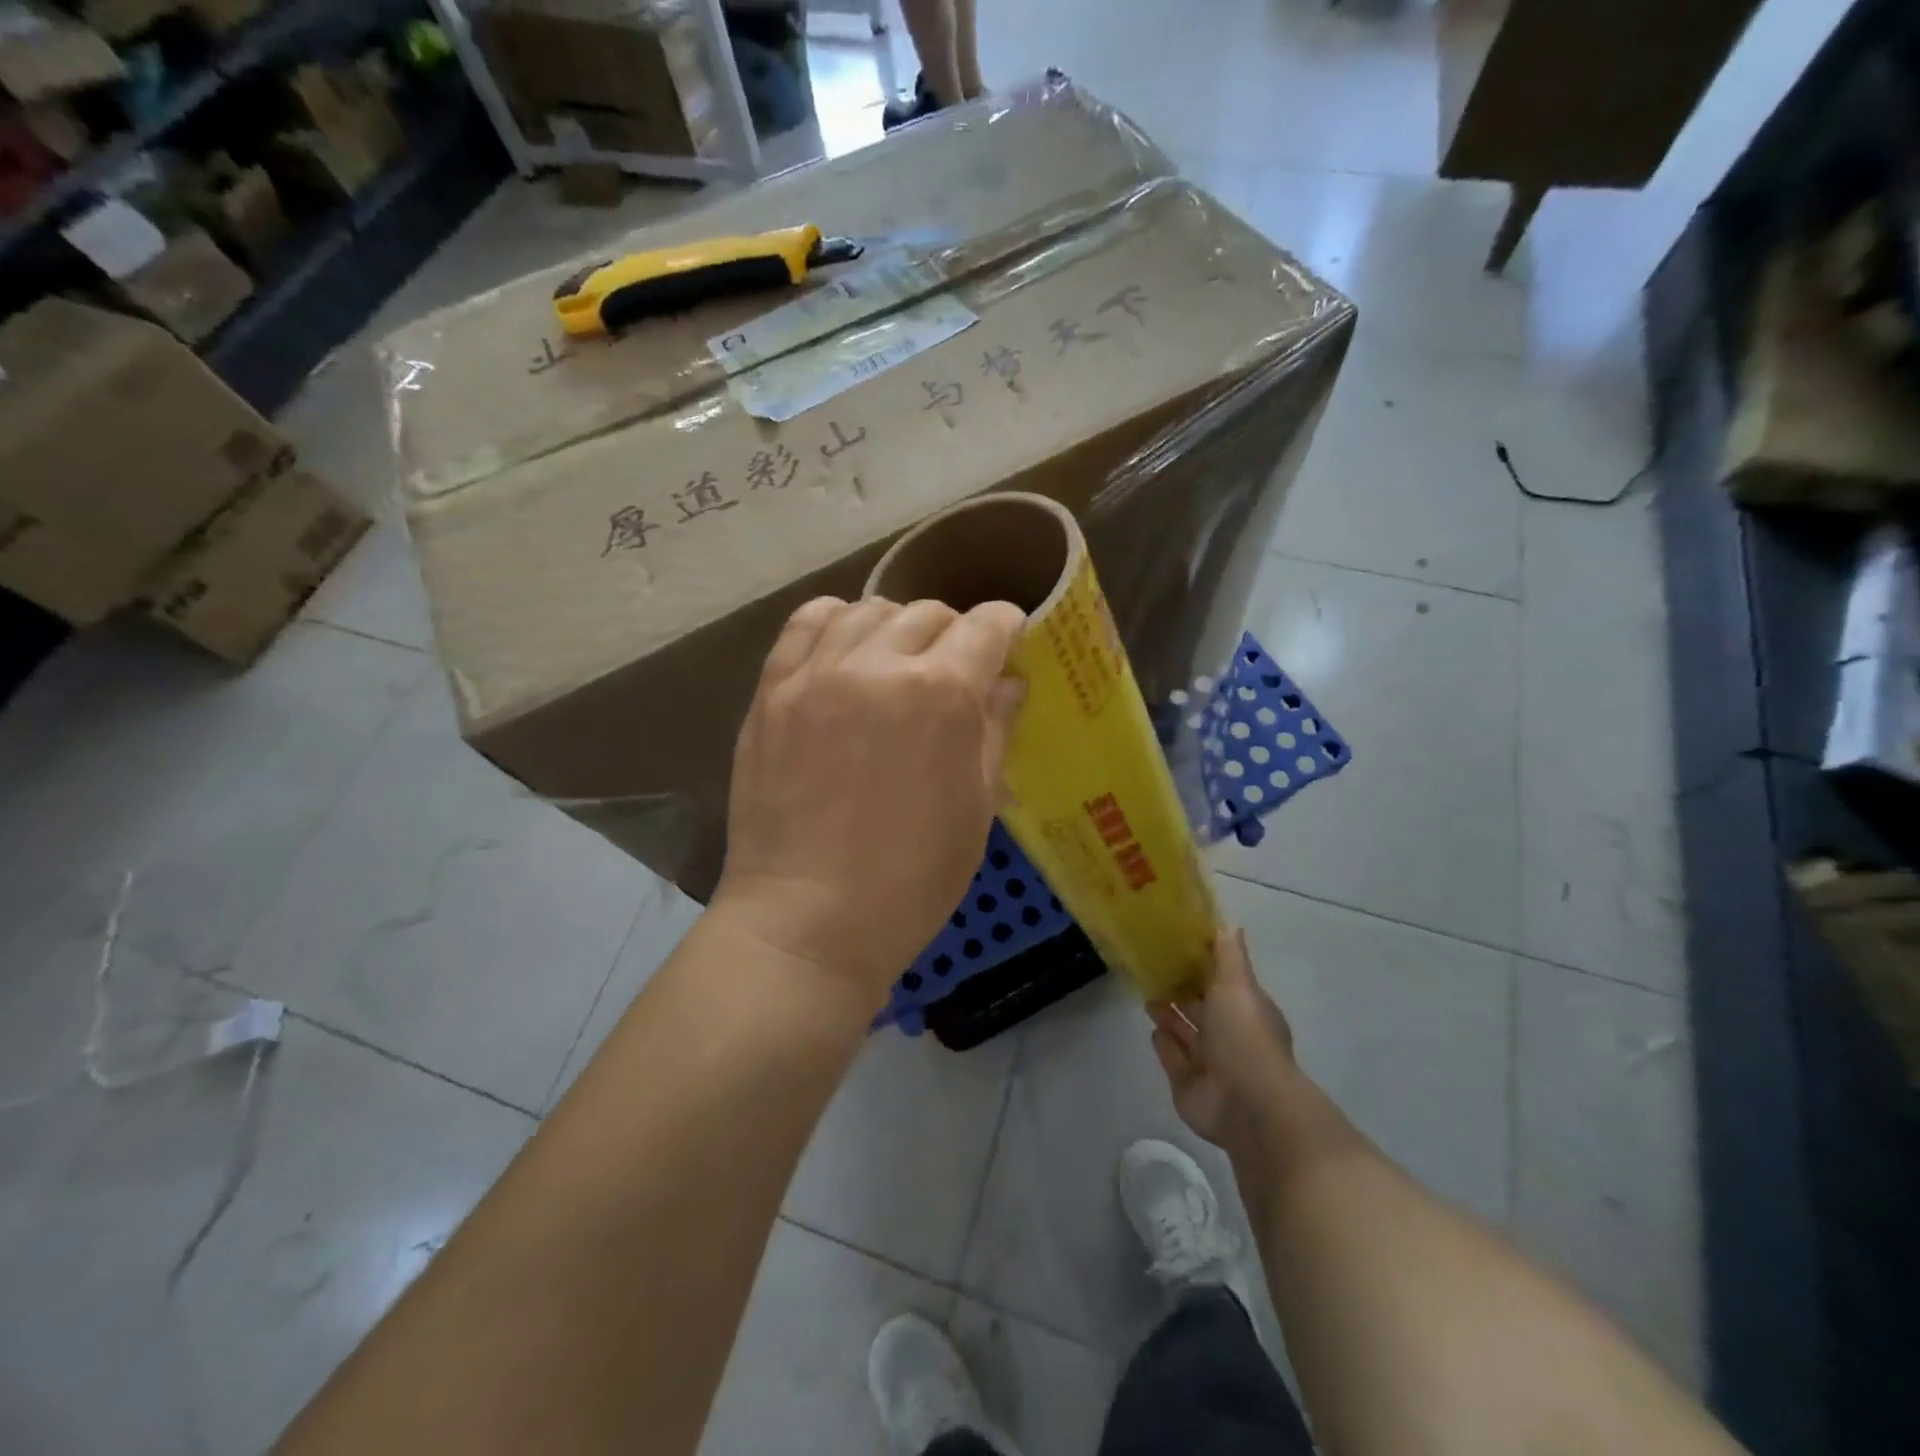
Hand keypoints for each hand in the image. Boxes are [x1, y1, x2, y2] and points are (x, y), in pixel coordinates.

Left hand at [714, 595, 1025, 1013]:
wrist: (807, 920)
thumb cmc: (912, 879)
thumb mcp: (977, 807)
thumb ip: (996, 729)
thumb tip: (1008, 680)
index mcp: (942, 693)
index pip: (986, 626)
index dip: (1007, 628)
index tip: (1008, 645)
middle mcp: (879, 664)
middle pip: (929, 613)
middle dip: (955, 634)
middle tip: (955, 672)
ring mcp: (817, 673)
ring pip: (868, 610)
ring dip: (897, 626)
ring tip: (898, 661)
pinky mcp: (772, 690)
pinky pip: (806, 624)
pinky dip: (836, 622)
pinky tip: (845, 650)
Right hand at [1148, 927, 1299, 1153]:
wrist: (1246, 1104)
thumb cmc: (1244, 1036)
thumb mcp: (1238, 986)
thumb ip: (1229, 956)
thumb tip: (1229, 924)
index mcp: (1245, 1009)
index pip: (1222, 983)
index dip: (1203, 967)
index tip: (1178, 947)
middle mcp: (1229, 1035)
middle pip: (1201, 1009)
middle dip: (1182, 991)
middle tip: (1154, 970)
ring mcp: (1209, 1063)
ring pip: (1185, 1033)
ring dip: (1169, 1016)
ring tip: (1148, 996)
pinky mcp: (1187, 1084)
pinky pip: (1173, 1058)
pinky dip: (1165, 1044)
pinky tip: (1153, 1030)